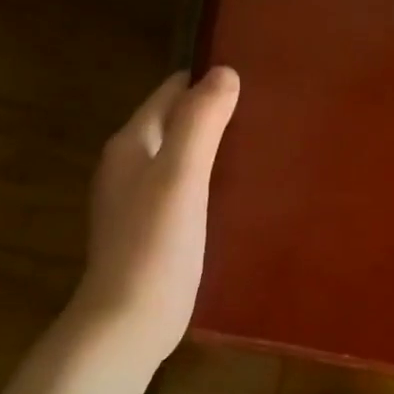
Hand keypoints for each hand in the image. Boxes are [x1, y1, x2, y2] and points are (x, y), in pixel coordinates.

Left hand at [70, 67, 239, 363]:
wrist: (130, 321)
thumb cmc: (155, 245)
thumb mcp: (181, 176)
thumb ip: (200, 122)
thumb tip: (224, 72)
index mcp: (131, 144)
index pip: (169, 93)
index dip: (205, 81)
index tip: (251, 77)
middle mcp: (128, 166)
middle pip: (173, 123)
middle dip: (211, 113)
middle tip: (264, 112)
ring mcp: (138, 201)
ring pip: (179, 157)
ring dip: (211, 148)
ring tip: (258, 146)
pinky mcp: (153, 230)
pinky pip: (183, 188)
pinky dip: (206, 180)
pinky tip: (235, 192)